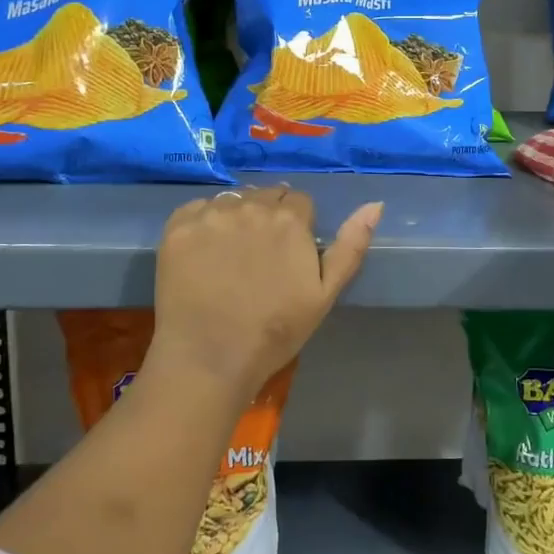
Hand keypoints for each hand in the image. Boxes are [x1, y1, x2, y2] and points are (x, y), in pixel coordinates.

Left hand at [150, 187, 381, 401]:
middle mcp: (251, 205)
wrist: (210, 358)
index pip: (298, 200)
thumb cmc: (276, 331)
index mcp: (290, 219)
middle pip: (265, 195)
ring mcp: (211, 214)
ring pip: (232, 200)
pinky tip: (203, 256)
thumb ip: (351, 245)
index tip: (288, 253)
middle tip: (258, 256)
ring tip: (230, 256)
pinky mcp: (178, 226)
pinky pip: (196, 209)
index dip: (297, 225)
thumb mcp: (325, 293)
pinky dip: (202, 224)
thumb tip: (375, 205)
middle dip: (267, 216)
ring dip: (236, 217)